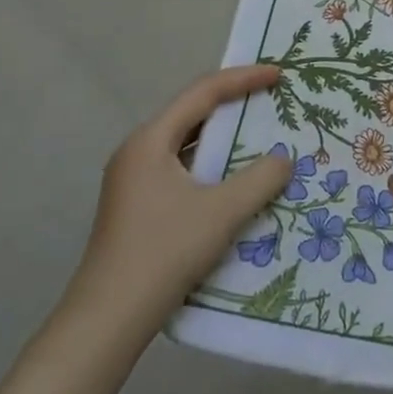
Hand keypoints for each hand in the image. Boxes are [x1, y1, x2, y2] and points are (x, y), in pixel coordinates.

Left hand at [63, 65, 293, 339]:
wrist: (108, 319)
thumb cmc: (164, 252)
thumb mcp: (222, 212)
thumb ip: (260, 179)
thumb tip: (284, 159)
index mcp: (150, 141)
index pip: (202, 93)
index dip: (243, 79)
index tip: (278, 74)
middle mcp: (138, 152)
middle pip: (192, 114)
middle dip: (234, 105)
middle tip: (272, 100)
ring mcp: (134, 182)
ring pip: (187, 145)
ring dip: (224, 140)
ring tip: (262, 137)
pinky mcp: (139, 207)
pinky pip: (183, 171)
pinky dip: (212, 168)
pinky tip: (236, 183)